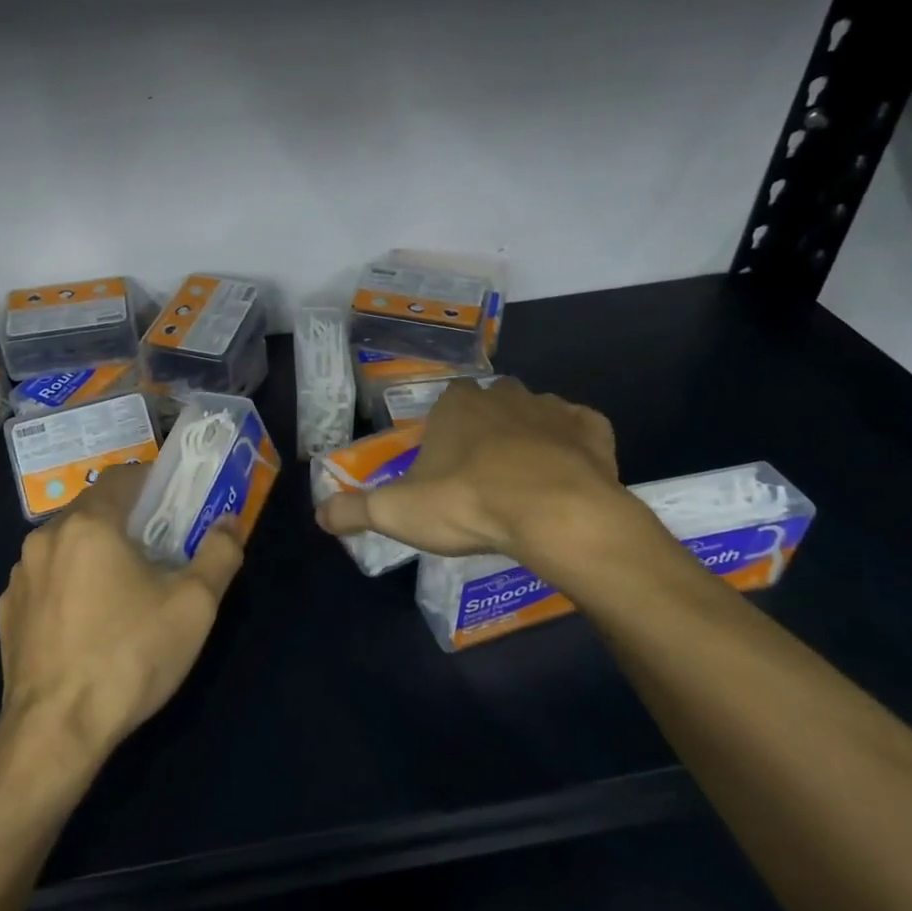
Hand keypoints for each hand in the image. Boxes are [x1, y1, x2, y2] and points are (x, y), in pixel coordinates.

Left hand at [0, 465, 244, 773]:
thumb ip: (219, 553)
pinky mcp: (7, 612)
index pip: (122, 476)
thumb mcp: (194, 605)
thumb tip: (228, 522)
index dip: (153, 482)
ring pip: (67, 544)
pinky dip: (69, 584)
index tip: (176, 504)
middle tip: (160, 549)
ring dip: (96, 552)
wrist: (55, 733)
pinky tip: (88, 622)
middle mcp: (45, 537)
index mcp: (88, 524)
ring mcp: (19, 576)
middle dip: (128, 520)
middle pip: (94, 509)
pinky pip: (46, 580)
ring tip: (125, 589)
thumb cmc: (130, 656)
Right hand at [316, 378, 647, 580]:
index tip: (444, 465)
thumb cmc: (467, 503)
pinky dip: (574, 445)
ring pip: (535, 413)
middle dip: (486, 427)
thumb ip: (353, 510)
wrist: (555, 514)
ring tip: (525, 477)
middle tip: (482, 472)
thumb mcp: (396, 512)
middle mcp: (502, 395)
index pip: (444, 403)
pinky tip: (569, 472)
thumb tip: (318, 515)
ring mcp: (551, 409)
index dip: (444, 432)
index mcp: (455, 405)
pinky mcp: (593, 430)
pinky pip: (580, 429)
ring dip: (529, 434)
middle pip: (489, 402)